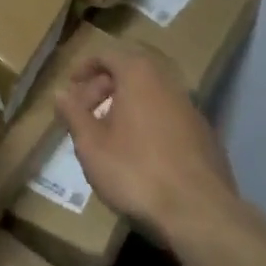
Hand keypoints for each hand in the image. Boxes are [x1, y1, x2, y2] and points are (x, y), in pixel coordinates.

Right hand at [56, 45, 238, 239]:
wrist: (199, 212)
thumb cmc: (136, 171)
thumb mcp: (91, 145)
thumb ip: (73, 114)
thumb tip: (60, 93)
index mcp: (139, 75)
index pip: (108, 54)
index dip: (84, 67)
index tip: (71, 87)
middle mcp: (167, 82)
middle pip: (130, 72)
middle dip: (104, 87)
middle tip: (85, 112)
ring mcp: (190, 108)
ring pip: (150, 95)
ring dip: (126, 106)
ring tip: (108, 135)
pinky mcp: (204, 134)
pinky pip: (168, 116)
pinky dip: (148, 123)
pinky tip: (140, 154)